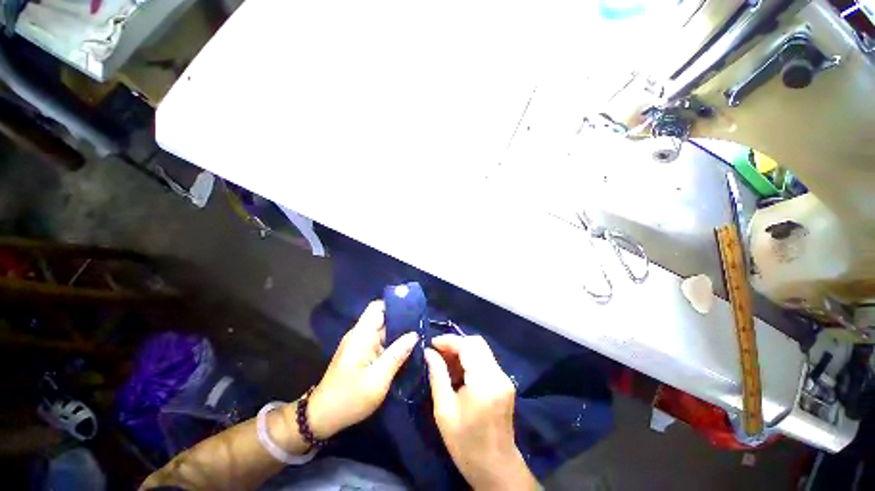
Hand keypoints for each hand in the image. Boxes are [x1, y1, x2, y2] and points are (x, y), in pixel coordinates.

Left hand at [307, 301, 418, 438]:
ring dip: (399, 332)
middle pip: (383, 317)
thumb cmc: (349, 398)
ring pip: (383, 330)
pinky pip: (380, 341)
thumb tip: (415, 335)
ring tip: (419, 336)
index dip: (395, 304)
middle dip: (402, 319)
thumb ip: (397, 354)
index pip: (377, 307)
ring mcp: (360, 344)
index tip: (414, 309)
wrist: (322, 418)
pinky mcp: (361, 354)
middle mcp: (360, 334)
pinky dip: (393, 343)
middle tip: (422, 326)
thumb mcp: (378, 379)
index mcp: (362, 335)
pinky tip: (406, 349)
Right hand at [425, 335, 537, 490]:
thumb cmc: (466, 444)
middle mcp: (498, 375)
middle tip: (438, 353)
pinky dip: (470, 359)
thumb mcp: (444, 411)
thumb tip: (429, 352)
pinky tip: (458, 371)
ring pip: (482, 350)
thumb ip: (437, 376)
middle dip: (456, 343)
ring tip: (445, 362)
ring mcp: (504, 378)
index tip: (432, 344)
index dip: (449, 340)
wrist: (496, 468)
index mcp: (484, 382)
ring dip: (463, 350)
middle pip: (477, 343)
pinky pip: (485, 360)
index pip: (468, 346)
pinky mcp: (505, 382)